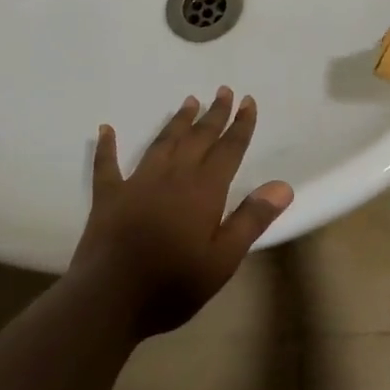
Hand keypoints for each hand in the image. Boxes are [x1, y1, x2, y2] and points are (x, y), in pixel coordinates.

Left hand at [73, 88, 291, 336]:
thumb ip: (251, 219)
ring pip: (162, 143)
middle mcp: (173, 176)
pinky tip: (106, 129)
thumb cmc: (172, 283)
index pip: (228, 150)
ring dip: (177, 121)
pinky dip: (107, 146)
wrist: (109, 299)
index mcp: (203, 190)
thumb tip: (283, 185)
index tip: (248, 101)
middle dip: (213, 114)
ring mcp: (138, 183)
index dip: (240, 125)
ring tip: (188, 101)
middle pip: (198, 138)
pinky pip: (107, 165)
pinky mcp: (109, 196)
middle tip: (223, 90)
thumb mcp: (222, 259)